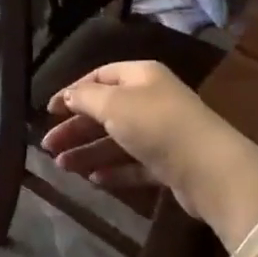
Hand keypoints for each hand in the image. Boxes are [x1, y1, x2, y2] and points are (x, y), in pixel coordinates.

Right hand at [41, 61, 257, 240]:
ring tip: (62, 167)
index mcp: (141, 76)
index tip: (48, 111)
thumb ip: (85, 98)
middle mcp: (152, 100)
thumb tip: (67, 96)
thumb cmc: (156, 125)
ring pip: (116, 140)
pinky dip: (112, 170)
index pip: (99, 77)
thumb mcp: (113, 104)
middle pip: (105, 111)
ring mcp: (162, 133)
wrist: (210, 169)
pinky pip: (133, 164)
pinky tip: (93, 180)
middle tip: (47, 146)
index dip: (72, 92)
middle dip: (75, 128)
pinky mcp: (168, 164)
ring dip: (88, 151)